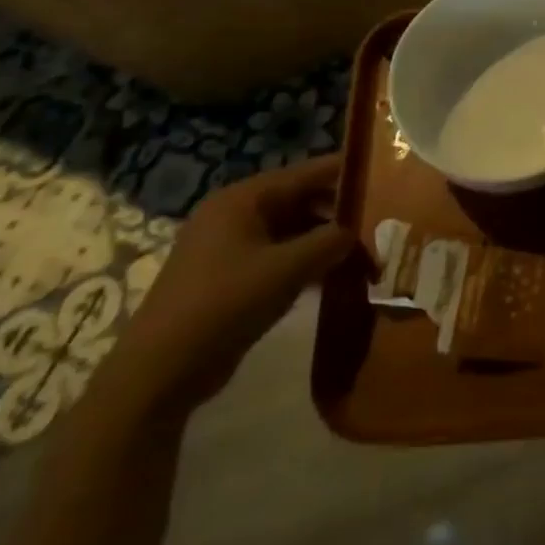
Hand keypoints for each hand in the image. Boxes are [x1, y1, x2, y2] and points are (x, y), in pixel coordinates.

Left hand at [103, 155, 358, 414]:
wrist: (159, 372)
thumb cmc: (224, 304)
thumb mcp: (287, 269)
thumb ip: (330, 242)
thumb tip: (355, 232)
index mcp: (243, 199)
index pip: (306, 173)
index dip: (345, 174)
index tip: (385, 177)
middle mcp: (235, 214)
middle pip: (301, 201)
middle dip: (338, 216)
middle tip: (379, 228)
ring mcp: (230, 246)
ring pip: (292, 232)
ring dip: (325, 244)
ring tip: (364, 258)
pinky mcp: (230, 277)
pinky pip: (279, 257)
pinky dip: (306, 264)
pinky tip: (333, 280)